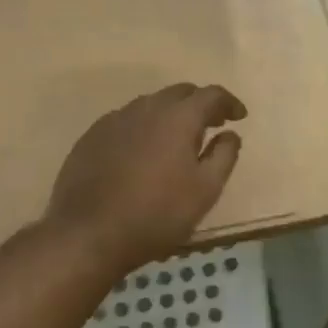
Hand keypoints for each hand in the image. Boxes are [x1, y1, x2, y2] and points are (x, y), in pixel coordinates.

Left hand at [43, 84, 246, 267]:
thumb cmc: (156, 214)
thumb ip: (224, 156)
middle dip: (199, 104)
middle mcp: (146, 107)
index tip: (239, 116)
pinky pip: (126, 121)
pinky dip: (143, 128)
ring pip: (151, 105)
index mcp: (178, 117)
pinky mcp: (92, 136)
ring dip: (170, 114)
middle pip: (180, 93)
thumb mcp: (205, 191)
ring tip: (176, 140)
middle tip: (211, 125)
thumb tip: (230, 134)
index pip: (211, 94)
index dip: (229, 102)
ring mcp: (115, 119)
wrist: (87, 234)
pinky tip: (141, 153)